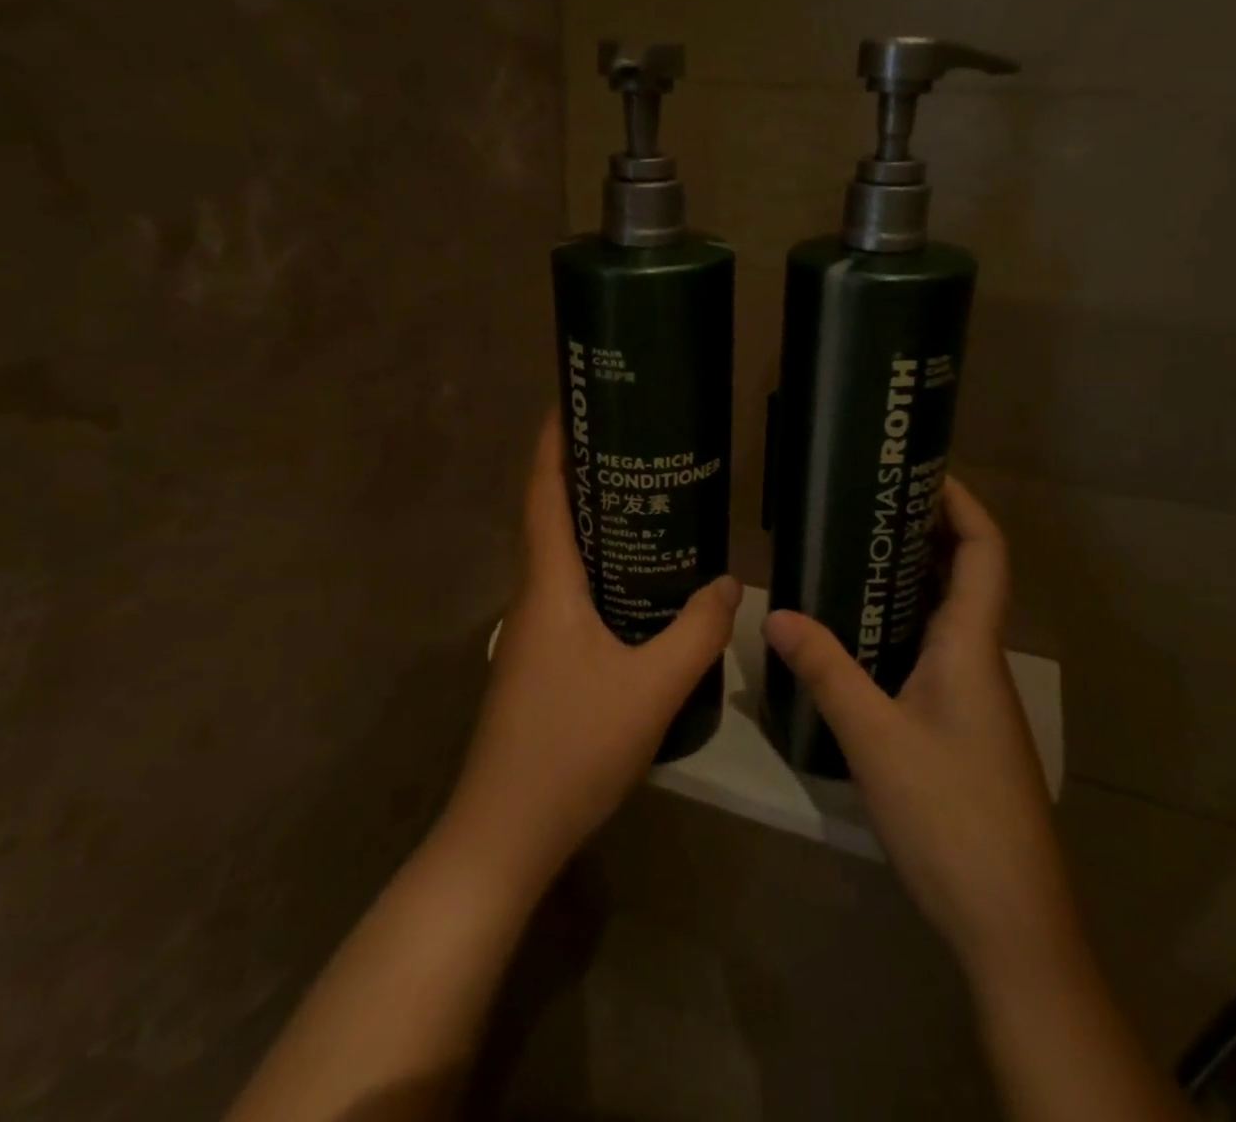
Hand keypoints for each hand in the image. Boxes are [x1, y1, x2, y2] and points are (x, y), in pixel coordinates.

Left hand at [440, 411, 741, 894]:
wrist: (504, 835)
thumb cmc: (572, 748)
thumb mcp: (651, 688)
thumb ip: (697, 632)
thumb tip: (731, 583)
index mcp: (547, 586)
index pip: (543, 494)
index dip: (553, 443)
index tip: (573, 401)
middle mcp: (531, 598)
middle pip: (551, 517)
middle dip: (582, 474)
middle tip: (634, 446)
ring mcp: (530, 632)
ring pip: (559, 558)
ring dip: (590, 523)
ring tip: (644, 503)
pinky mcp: (538, 661)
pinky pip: (568, 592)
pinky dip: (596, 568)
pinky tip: (635, 586)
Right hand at [762, 478, 1075, 989]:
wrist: (1009, 922)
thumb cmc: (950, 815)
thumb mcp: (874, 737)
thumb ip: (825, 670)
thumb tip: (774, 613)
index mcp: (971, 646)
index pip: (985, 553)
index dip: (964, 505)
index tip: (924, 471)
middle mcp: (979, 660)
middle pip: (966, 575)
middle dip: (926, 533)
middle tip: (867, 507)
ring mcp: (973, 697)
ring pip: (947, 616)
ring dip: (910, 580)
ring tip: (853, 556)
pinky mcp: (962, 727)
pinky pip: (933, 652)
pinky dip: (902, 626)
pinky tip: (859, 637)